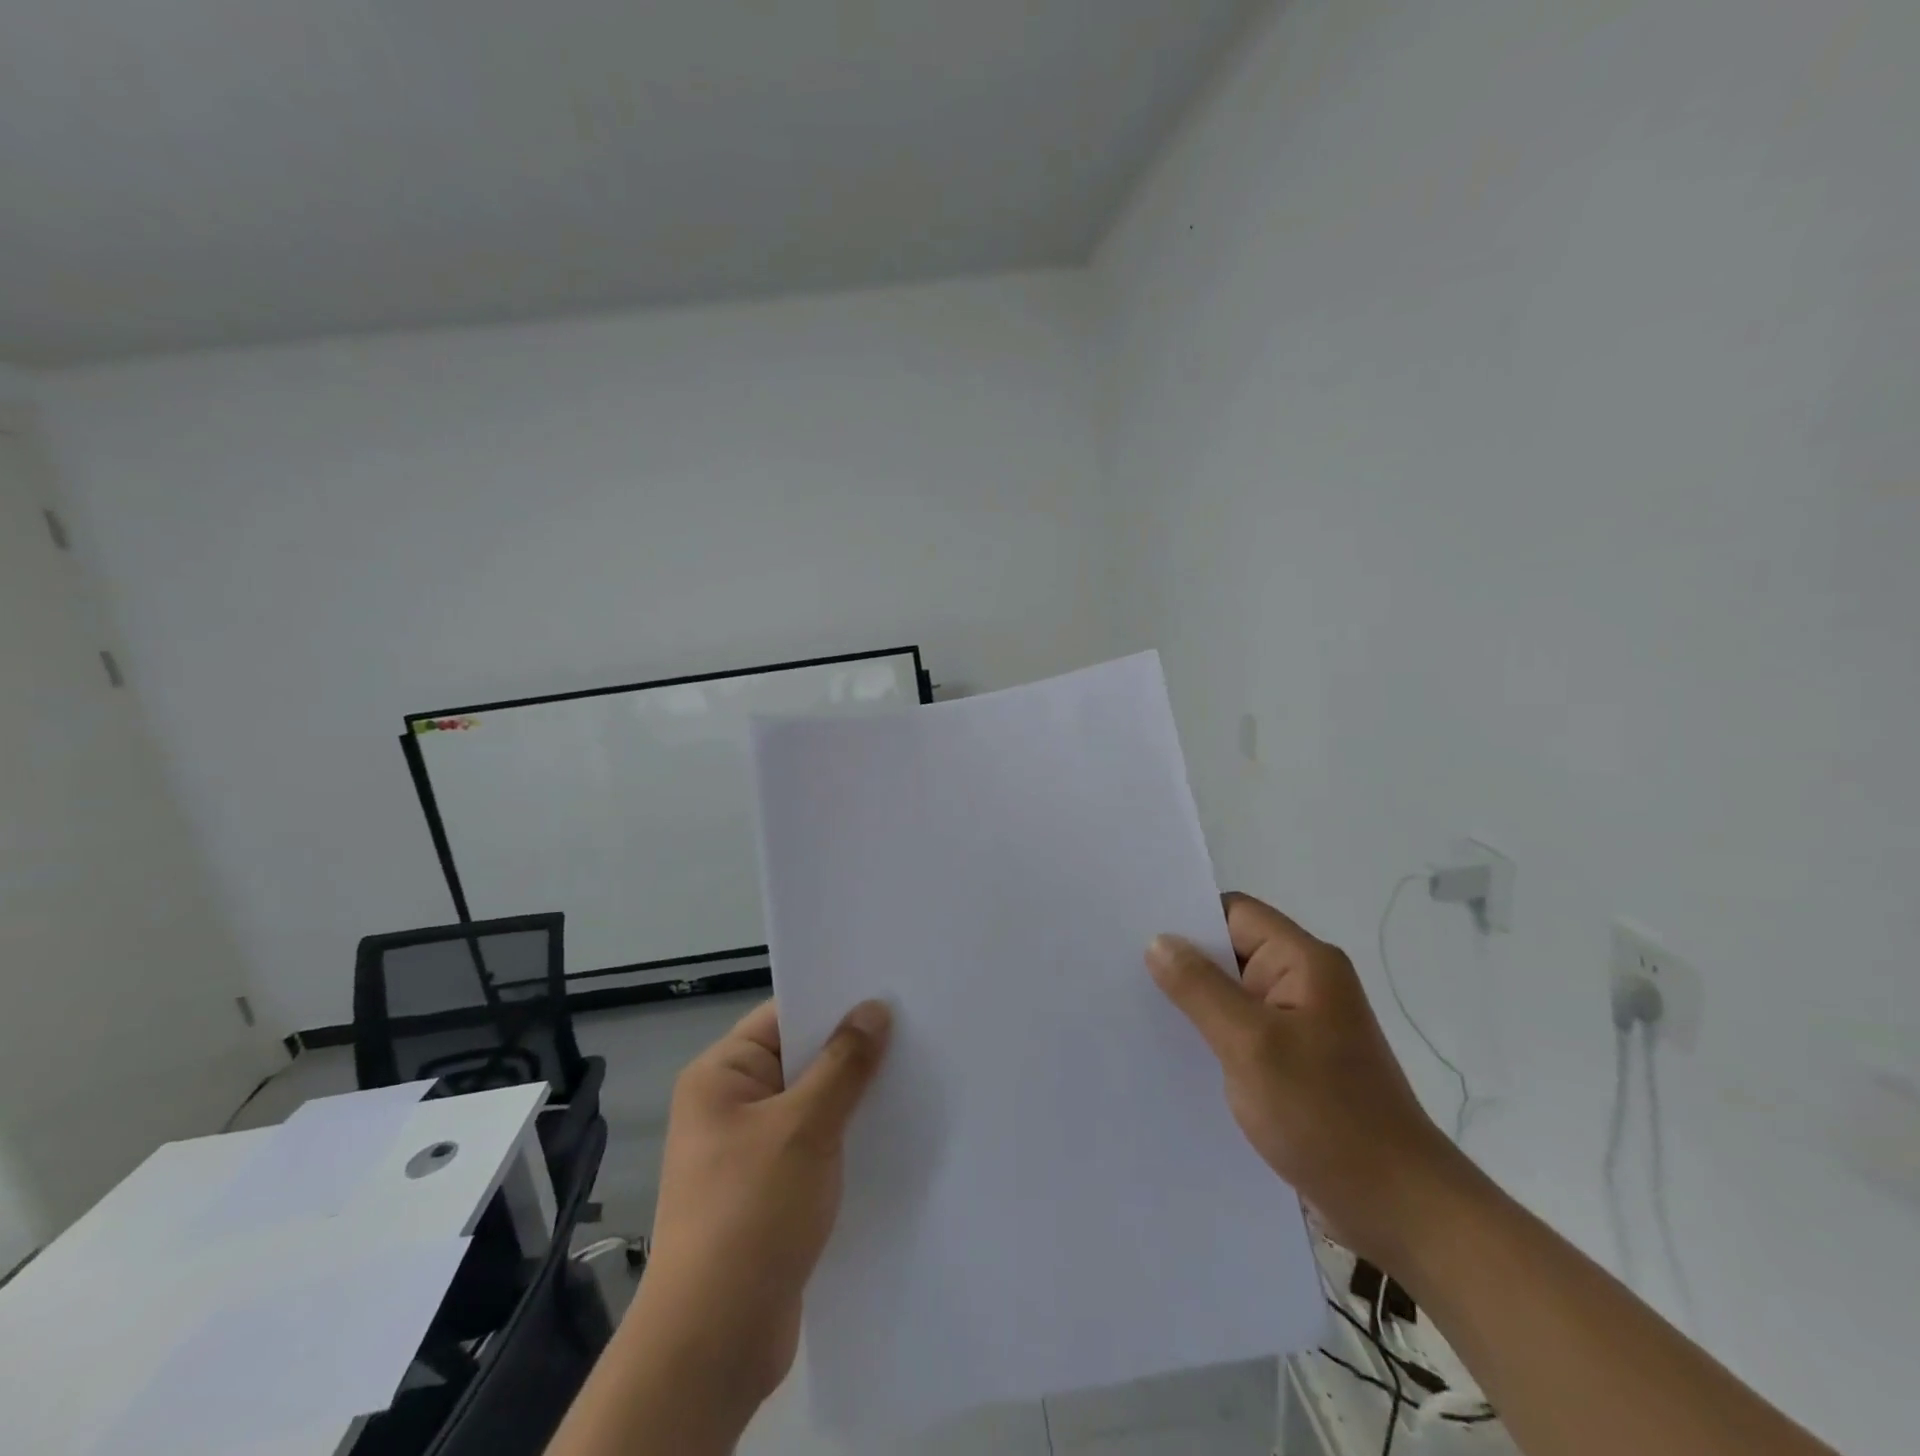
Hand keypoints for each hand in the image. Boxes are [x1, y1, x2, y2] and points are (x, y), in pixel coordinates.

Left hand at [639, 997, 892, 1407]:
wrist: (714, 1342)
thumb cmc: (750, 1213)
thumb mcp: (804, 1127)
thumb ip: (844, 1064)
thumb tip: (874, 1009)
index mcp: (720, 1076)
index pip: (783, 1017)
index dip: (834, 1002)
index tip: (888, 991)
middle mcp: (729, 1105)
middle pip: (800, 1058)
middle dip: (852, 1050)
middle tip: (914, 1029)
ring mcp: (748, 1150)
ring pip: (811, 1103)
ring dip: (853, 1096)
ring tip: (913, 1074)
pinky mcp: (768, 1189)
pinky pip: (813, 1143)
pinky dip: (845, 1136)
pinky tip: (890, 1131)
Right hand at [1147, 892, 1468, 1272]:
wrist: (1400, 1210)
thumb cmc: (1327, 1117)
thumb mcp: (1252, 1045)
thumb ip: (1200, 988)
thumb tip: (1158, 941)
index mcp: (1304, 962)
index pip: (1234, 912)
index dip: (1187, 917)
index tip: (1134, 932)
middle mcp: (1305, 983)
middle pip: (1231, 950)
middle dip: (1183, 961)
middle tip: (1122, 970)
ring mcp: (1302, 1024)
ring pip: (1233, 994)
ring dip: (1195, 1002)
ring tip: (1138, 1009)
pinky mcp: (1297, 1061)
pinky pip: (1243, 1030)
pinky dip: (1212, 1034)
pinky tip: (1176, 1051)